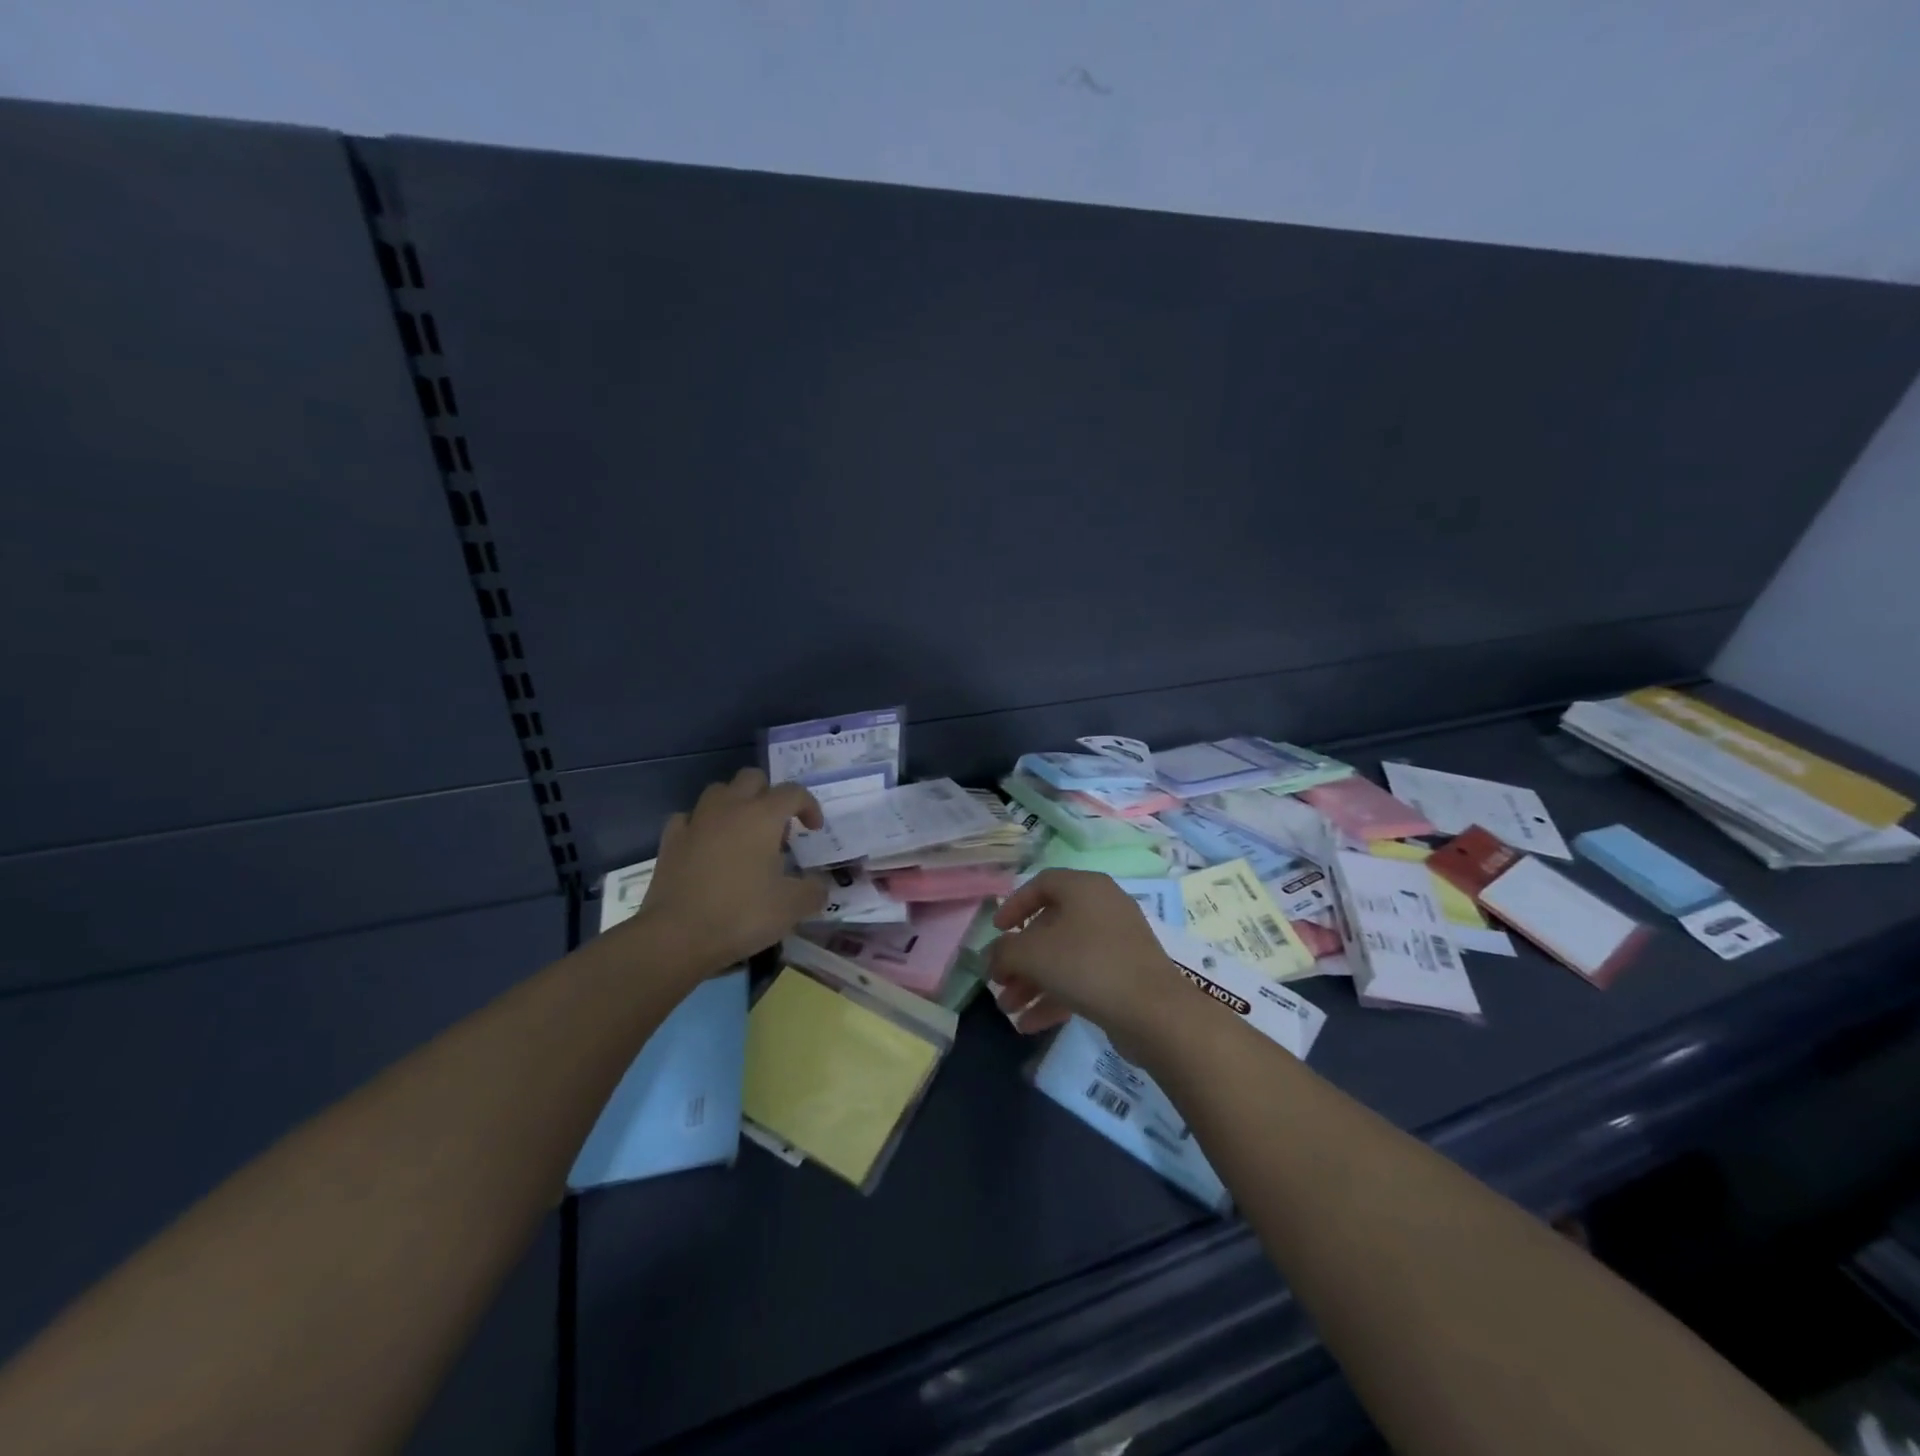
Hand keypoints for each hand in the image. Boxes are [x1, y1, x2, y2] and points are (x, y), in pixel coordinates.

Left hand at [627, 768, 828, 975]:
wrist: (677, 936)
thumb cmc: (741, 914)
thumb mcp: (792, 907)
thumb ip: (814, 891)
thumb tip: (819, 886)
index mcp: (763, 816)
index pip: (793, 792)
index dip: (809, 806)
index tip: (814, 830)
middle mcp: (729, 808)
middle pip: (752, 778)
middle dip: (769, 795)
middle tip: (777, 829)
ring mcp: (695, 822)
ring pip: (718, 792)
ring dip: (735, 805)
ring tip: (743, 835)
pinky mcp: (670, 841)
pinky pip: (689, 819)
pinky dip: (702, 826)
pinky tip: (707, 846)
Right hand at [986, 870, 1181, 1039]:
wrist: (1153, 1011)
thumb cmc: (1087, 965)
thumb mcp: (1032, 954)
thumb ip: (1004, 951)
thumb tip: (994, 956)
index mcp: (1084, 887)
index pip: (1041, 883)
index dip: (1014, 905)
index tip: (996, 931)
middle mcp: (1103, 906)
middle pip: (1050, 926)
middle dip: (1020, 958)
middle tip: (999, 981)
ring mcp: (1117, 942)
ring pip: (1064, 956)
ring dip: (1033, 982)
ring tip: (1009, 1010)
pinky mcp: (1126, 974)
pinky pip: (1083, 978)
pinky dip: (1056, 997)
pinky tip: (1030, 1026)